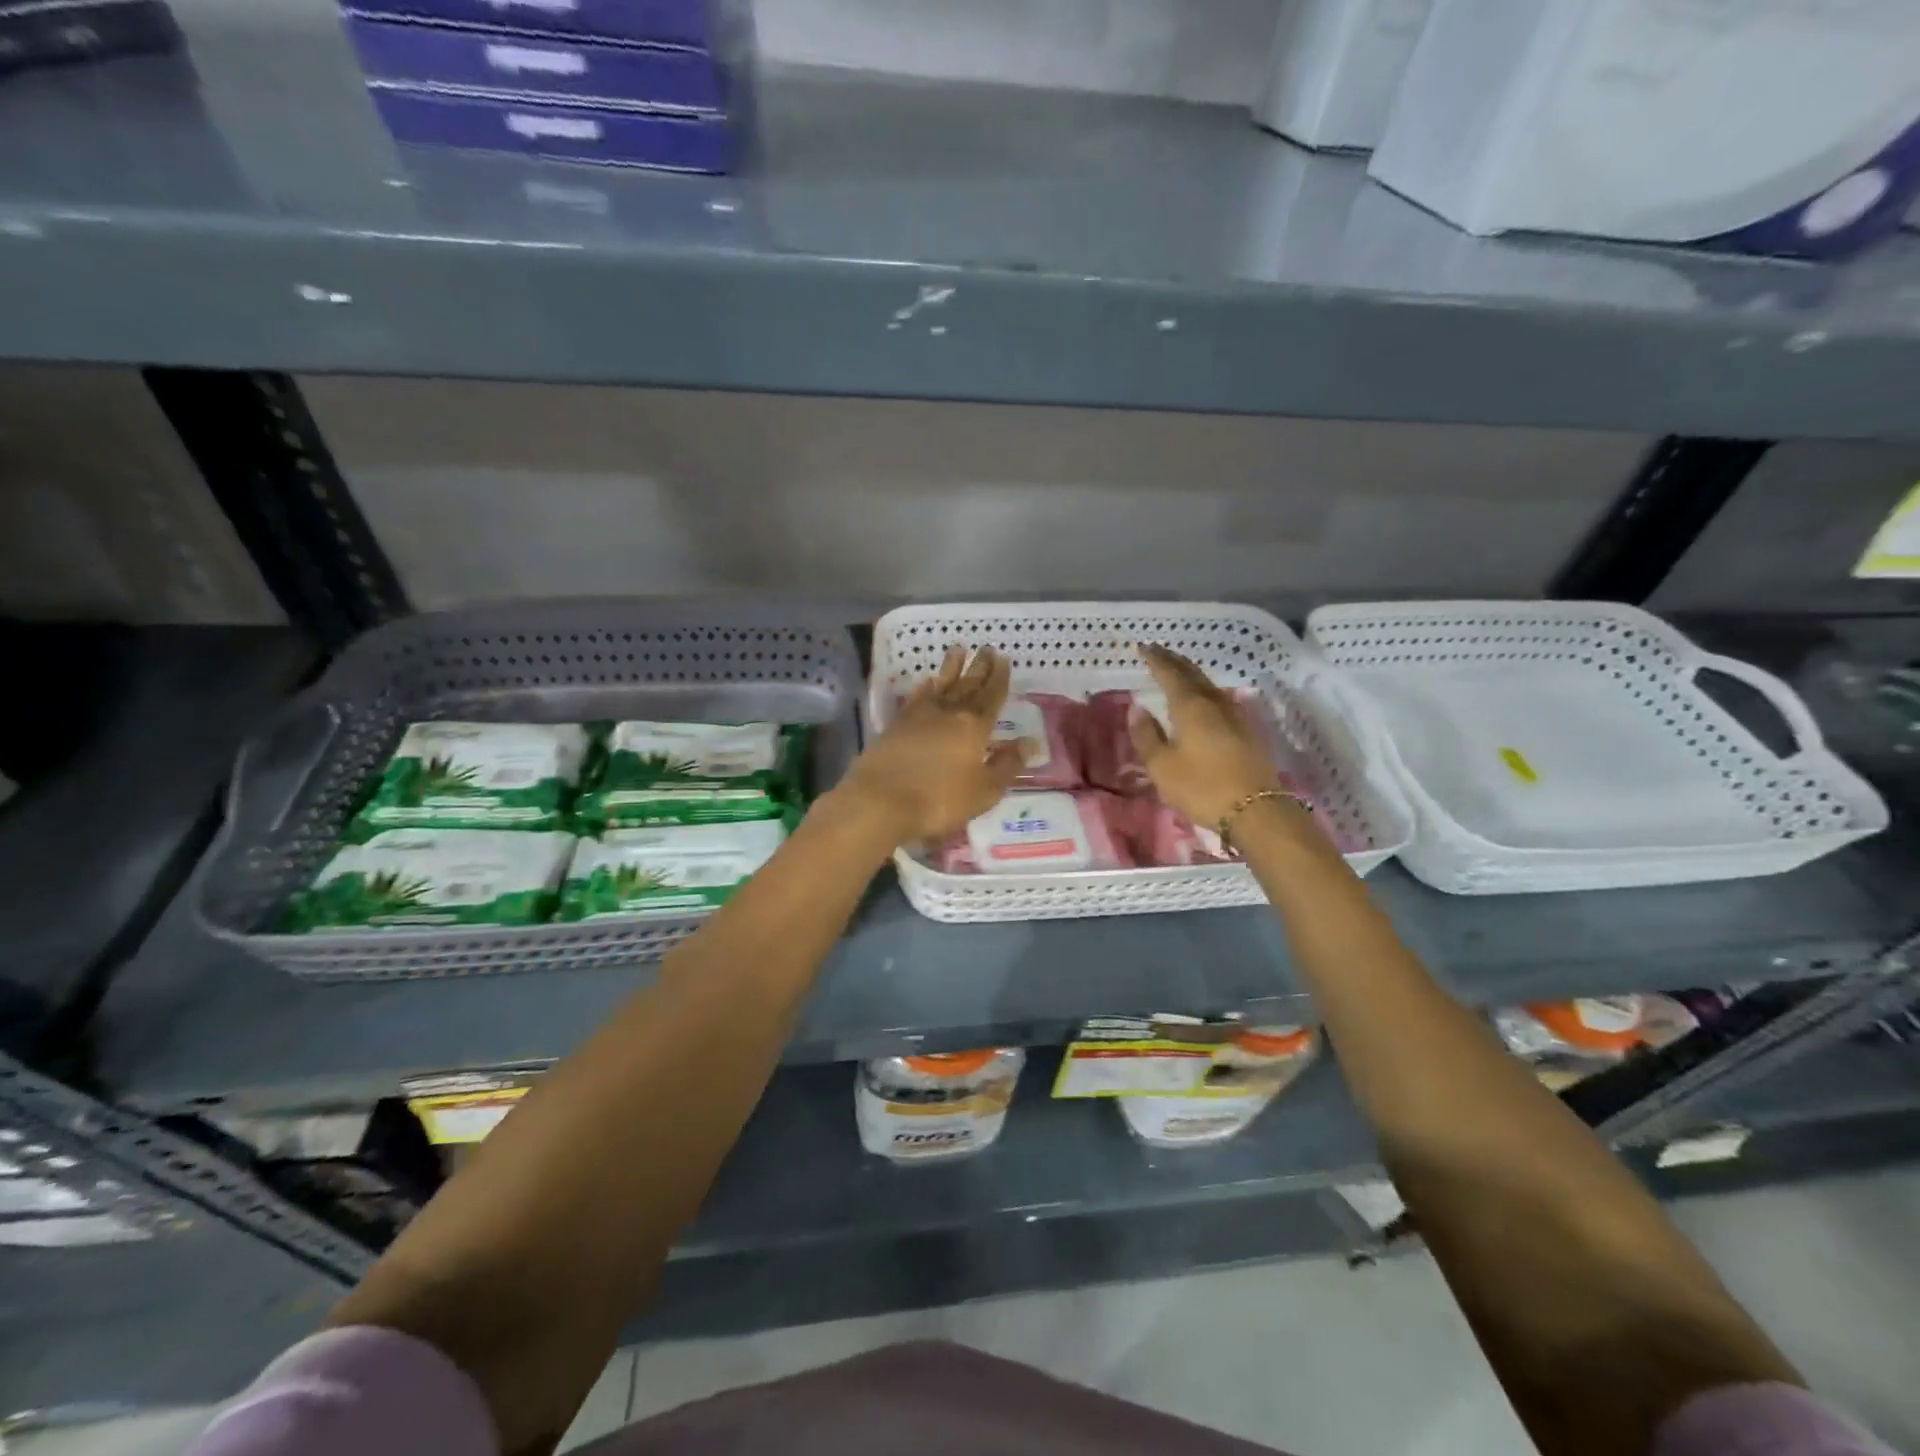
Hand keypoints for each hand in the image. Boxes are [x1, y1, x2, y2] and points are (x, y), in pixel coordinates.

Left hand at [835, 645, 1026, 844]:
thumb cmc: (939, 800)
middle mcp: (949, 714)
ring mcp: (919, 716)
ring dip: (951, 667)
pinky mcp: (896, 725)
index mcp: (974, 727)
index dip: (999, 678)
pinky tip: (927, 681)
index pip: (992, 697)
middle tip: (987, 648)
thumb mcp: (984, 791)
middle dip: (979, 667)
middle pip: (968, 685)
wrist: (881, 801)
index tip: (1003, 659)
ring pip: (941, 685)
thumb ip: (1007, 765)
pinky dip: (924, 688)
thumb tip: (1030, 742)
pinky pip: (916, 698)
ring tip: (958, 649)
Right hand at [1129, 644, 1284, 829]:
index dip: (1155, 659)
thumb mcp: (1162, 766)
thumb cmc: (1202, 787)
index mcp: (1191, 707)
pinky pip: (1221, 699)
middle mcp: (1215, 703)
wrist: (1256, 810)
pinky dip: (1204, 691)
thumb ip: (1147, 735)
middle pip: (1193, 674)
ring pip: (1209, 685)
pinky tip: (1203, 699)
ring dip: (1191, 674)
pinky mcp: (1248, 731)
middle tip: (1158, 652)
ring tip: (1178, 671)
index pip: (1170, 674)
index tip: (1143, 646)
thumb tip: (1137, 709)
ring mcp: (1236, 716)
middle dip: (1174, 661)